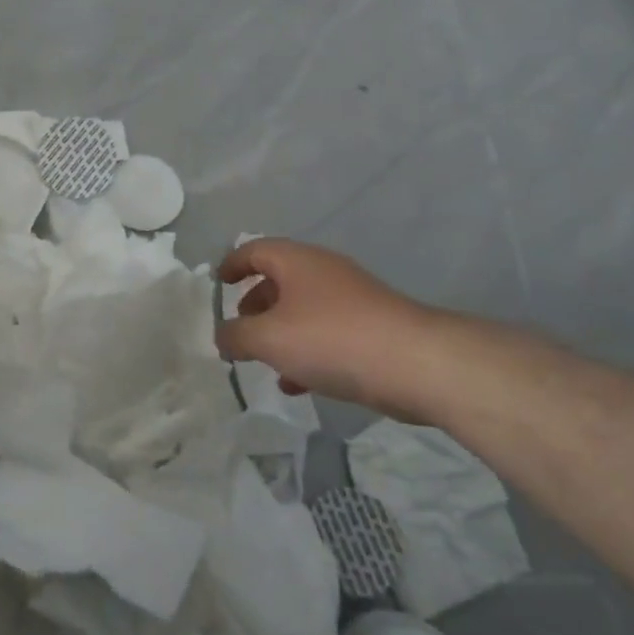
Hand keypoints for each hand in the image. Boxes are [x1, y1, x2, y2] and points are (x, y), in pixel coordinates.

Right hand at [216, 239, 443, 409]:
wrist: (416, 363)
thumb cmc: (332, 338)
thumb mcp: (269, 338)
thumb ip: (236, 336)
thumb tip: (222, 335)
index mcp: (296, 261)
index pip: (254, 250)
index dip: (232, 265)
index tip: (217, 285)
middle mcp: (322, 271)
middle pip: (279, 279)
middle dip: (255, 304)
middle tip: (239, 330)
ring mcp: (349, 299)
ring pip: (302, 310)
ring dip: (279, 333)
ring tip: (263, 363)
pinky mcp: (370, 328)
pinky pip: (326, 334)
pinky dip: (305, 352)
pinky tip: (297, 384)